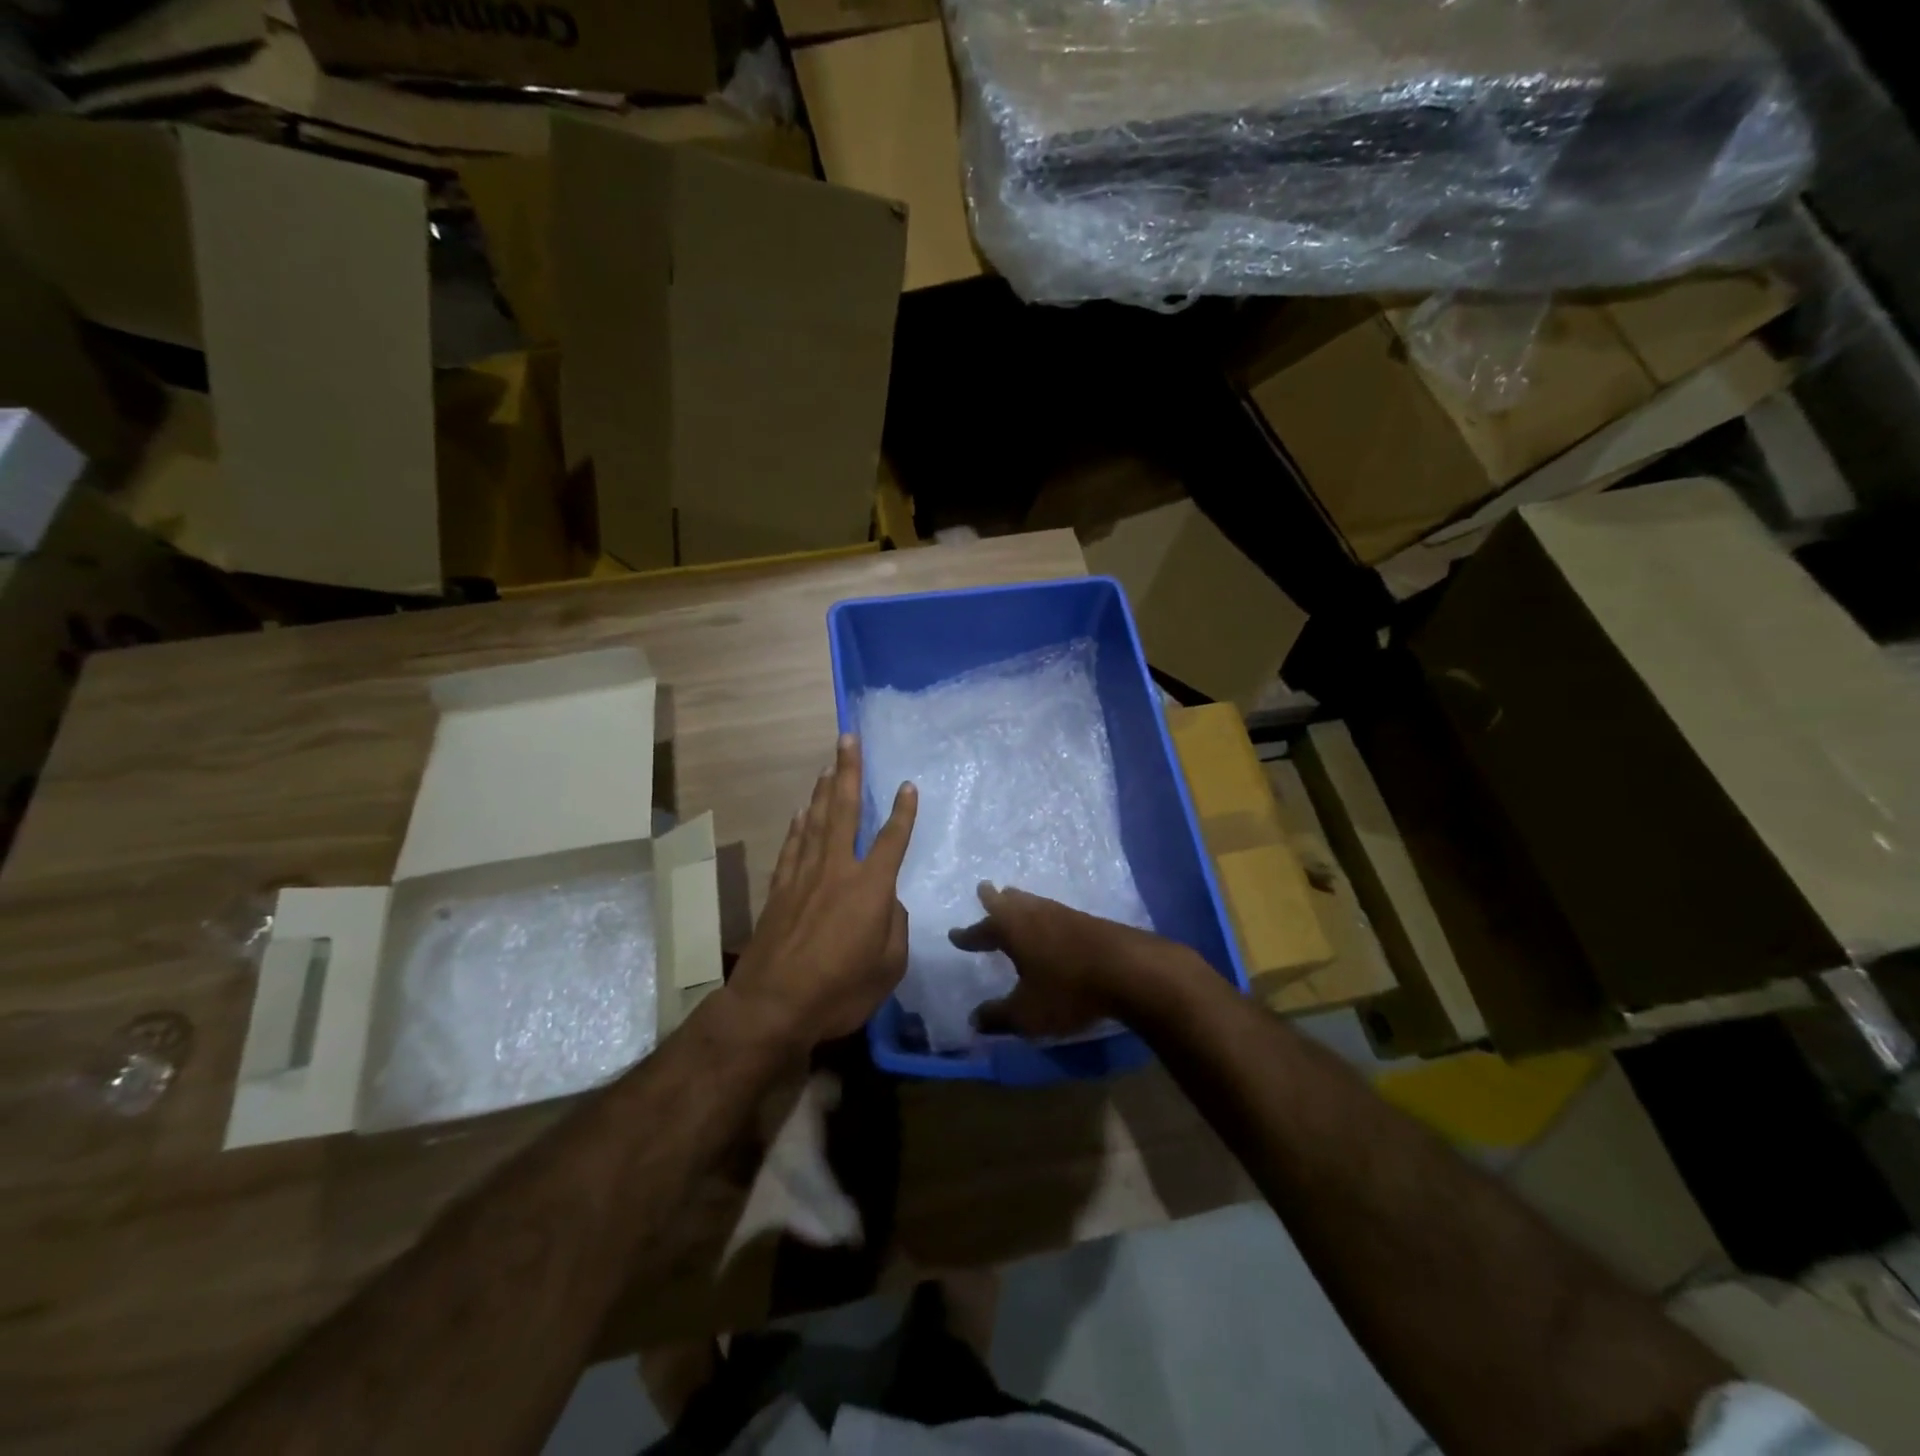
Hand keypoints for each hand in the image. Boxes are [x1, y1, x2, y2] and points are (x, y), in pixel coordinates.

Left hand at [729, 735, 916, 1048]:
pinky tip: (801, 812)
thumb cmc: (840, 990)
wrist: (773, 1005)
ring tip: (829, 765)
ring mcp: (803, 877)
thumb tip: (887, 904)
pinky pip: (792, 847)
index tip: (907, 785)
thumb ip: (894, 927)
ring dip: (824, 791)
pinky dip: (798, 826)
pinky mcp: (779, 890)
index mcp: (870, 887)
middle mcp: (836, 870)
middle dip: (848, 772)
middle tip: (847, 739)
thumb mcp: (889, 966)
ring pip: (816, 822)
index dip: (902, 812)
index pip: (892, 840)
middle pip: (844, 811)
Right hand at [951, 884, 1178, 1038]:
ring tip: (1015, 899)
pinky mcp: (1088, 921)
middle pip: (1009, 902)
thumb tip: (973, 1020)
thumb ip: (998, 1016)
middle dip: (994, 900)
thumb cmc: (1067, 990)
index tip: (954, 934)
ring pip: (1033, 902)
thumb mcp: (1026, 1013)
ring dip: (1020, 902)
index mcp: (1012, 930)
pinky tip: (1051, 923)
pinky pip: (1054, 912)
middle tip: (985, 889)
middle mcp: (1034, 914)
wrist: (1128, 970)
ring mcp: (1063, 914)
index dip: (968, 935)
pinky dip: (1043, 914)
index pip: (982, 929)